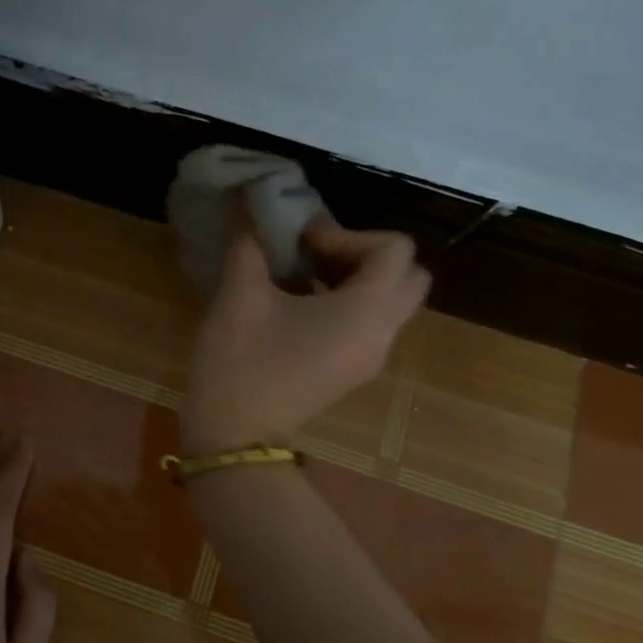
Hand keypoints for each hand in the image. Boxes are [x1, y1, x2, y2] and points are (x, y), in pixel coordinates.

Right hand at [181, 217, 430, 453]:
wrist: (234, 436)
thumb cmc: (241, 362)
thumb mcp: (240, 295)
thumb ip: (250, 244)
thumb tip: (248, 206)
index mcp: (366, 311)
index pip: (394, 249)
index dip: (347, 235)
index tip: (301, 244)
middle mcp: (382, 333)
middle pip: (407, 275)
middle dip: (364, 255)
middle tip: (315, 257)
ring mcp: (371, 357)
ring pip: (391, 301)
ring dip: (356, 279)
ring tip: (302, 278)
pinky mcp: (353, 372)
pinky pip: (371, 324)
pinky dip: (349, 304)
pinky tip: (298, 307)